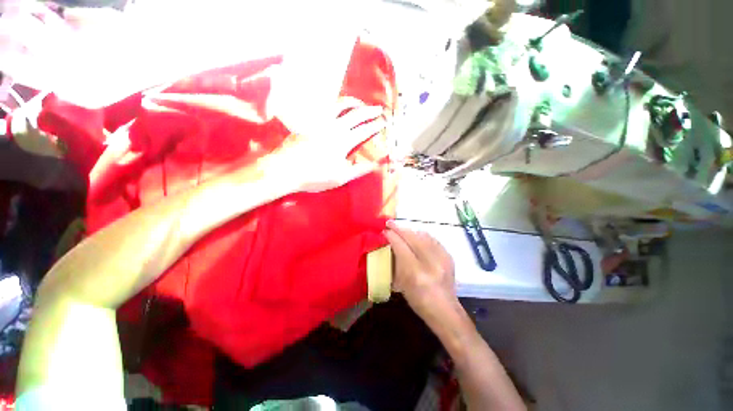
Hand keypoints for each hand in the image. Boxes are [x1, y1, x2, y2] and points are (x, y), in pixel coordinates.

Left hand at [264, 101, 386, 192]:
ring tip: (359, 103)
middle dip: (369, 111)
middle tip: (378, 108)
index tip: (383, 122)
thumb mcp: (340, 177)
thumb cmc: (315, 176)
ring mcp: (320, 123)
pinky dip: (334, 105)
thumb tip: (375, 165)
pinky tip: (336, 107)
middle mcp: (333, 127)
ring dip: (351, 102)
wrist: (286, 170)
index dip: (375, 126)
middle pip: (355, 115)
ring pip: (339, 106)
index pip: (364, 131)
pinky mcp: (309, 122)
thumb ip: (359, 170)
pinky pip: (325, 109)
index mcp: (343, 141)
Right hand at [384, 221, 457, 322]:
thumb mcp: (402, 284)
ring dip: (410, 230)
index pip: (401, 247)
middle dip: (400, 228)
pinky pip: (433, 239)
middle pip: (413, 238)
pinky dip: (422, 235)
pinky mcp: (449, 257)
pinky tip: (417, 236)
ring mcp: (442, 259)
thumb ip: (397, 262)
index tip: (384, 230)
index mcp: (415, 274)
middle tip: (390, 223)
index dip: (392, 236)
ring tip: (402, 229)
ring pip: (424, 236)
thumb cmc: (418, 300)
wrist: (445, 310)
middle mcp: (430, 264)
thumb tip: (390, 244)